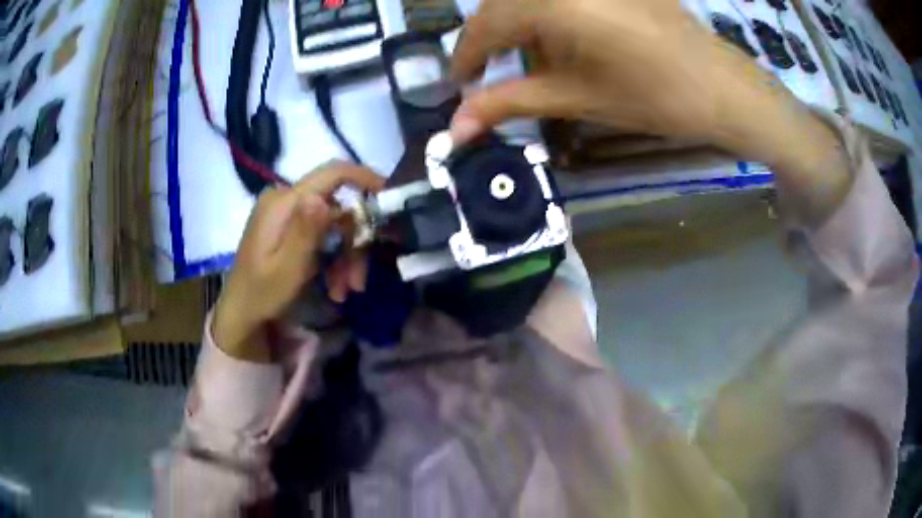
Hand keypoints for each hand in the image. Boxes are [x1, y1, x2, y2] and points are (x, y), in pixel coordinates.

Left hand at [212, 162, 383, 361]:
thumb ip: (304, 232)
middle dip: (353, 243)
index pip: (332, 173)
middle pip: (338, 208)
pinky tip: (334, 286)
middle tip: (358, 282)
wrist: (241, 310)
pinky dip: (333, 258)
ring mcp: (287, 212)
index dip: (365, 178)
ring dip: (345, 257)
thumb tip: (322, 198)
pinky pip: (322, 234)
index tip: (389, 198)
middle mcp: (286, 199)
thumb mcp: (287, 268)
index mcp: (283, 202)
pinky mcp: (289, 226)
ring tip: (344, 291)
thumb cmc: (262, 293)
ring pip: (334, 225)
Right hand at [450, 0, 851, 225]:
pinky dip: (546, 13)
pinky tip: (560, 36)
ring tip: (526, 59)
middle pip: (502, 5)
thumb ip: (509, 104)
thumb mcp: (575, 99)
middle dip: (490, 41)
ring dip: (517, 25)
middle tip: (490, 77)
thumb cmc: (653, 97)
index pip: (484, 26)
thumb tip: (456, 128)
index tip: (458, 87)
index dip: (465, 59)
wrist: (720, 86)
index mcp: (552, 4)